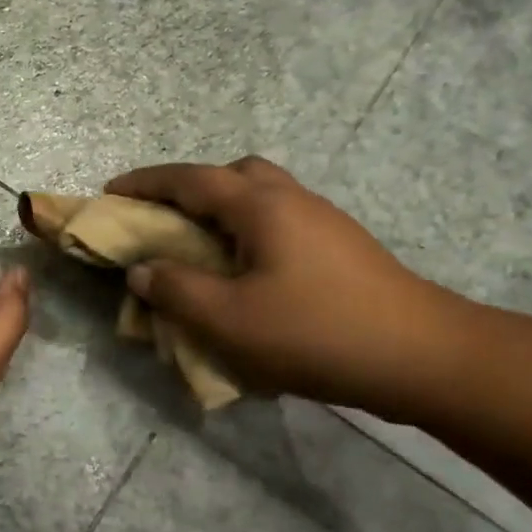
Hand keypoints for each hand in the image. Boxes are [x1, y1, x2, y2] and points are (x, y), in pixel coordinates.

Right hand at [107, 158, 464, 413]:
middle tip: (165, 220)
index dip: (145, 183)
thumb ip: (175, 289)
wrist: (420, 356)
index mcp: (260, 206)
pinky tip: (246, 274)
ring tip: (200, 250)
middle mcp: (292, 200)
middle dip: (190, 188)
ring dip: (222, 211)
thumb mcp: (227, 318)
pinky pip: (279, 224)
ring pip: (261, 197)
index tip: (111, 191)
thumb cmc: (313, 332)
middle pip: (233, 174)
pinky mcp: (340, 248)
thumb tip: (142, 269)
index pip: (190, 179)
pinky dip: (248, 233)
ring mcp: (323, 222)